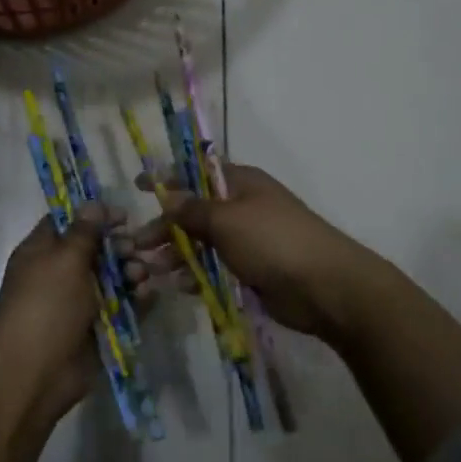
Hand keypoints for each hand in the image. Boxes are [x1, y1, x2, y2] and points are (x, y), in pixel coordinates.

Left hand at [0, 204, 131, 427]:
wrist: (34, 374)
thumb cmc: (45, 307)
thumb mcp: (64, 261)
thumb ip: (84, 232)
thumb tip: (93, 204)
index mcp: (42, 253)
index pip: (69, 224)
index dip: (95, 216)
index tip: (124, 216)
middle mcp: (60, 275)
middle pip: (96, 251)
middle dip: (119, 247)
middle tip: (135, 248)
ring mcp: (79, 304)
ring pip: (112, 279)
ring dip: (131, 273)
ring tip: (141, 276)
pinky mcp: (98, 329)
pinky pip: (122, 308)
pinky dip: (137, 300)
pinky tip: (149, 295)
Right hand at [133, 164, 372, 338]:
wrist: (324, 286)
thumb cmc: (273, 241)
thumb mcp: (227, 219)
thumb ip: (193, 209)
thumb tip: (168, 195)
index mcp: (242, 183)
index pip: (197, 174)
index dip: (168, 179)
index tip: (138, 186)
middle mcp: (243, 208)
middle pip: (195, 213)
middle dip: (165, 228)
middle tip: (136, 246)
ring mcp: (249, 241)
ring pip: (203, 243)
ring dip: (176, 255)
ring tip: (151, 271)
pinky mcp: (252, 271)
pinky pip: (216, 268)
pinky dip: (197, 275)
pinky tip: (180, 287)